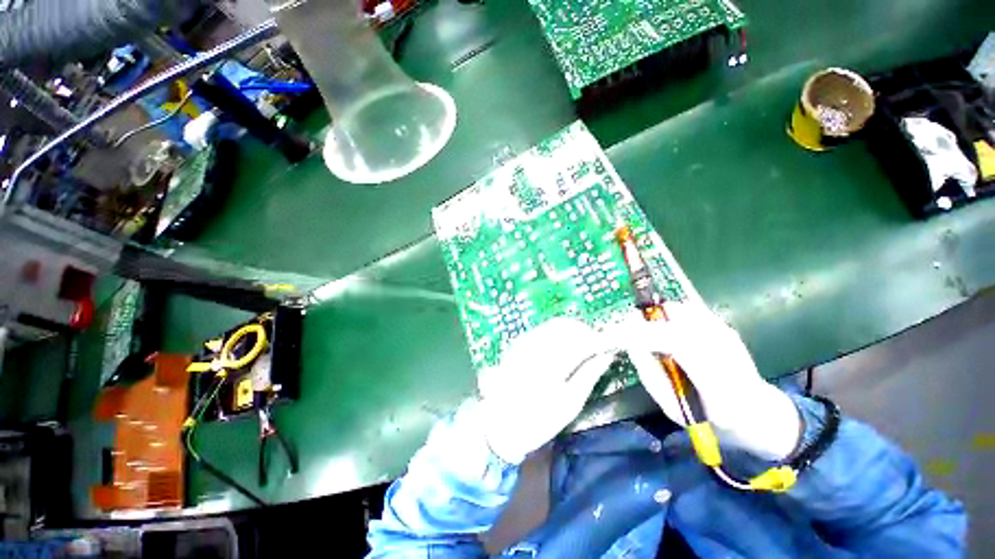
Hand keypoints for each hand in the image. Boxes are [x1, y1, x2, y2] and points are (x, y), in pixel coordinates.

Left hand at [477, 318, 617, 464]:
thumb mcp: (570, 403)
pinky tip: (561, 348)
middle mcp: (537, 345)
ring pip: (553, 325)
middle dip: (584, 332)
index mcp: (553, 361)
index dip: (598, 339)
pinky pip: (542, 330)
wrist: (502, 423)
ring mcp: (525, 342)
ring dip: (570, 331)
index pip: (581, 339)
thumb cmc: (540, 418)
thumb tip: (607, 356)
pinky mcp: (518, 344)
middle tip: (594, 347)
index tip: (608, 345)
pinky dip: (556, 334)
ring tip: (580, 348)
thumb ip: (589, 374)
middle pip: (566, 325)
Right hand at [615, 303, 801, 460]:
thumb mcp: (674, 408)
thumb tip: (630, 343)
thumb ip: (650, 374)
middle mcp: (725, 348)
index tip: (618, 334)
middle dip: (647, 323)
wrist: (758, 414)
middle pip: (675, 318)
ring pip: (680, 310)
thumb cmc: (711, 419)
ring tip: (655, 338)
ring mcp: (726, 333)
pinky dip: (671, 318)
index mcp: (717, 380)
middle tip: (633, 336)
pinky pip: (688, 311)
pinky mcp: (724, 326)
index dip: (642, 334)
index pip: (676, 342)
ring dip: (660, 319)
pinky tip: (672, 335)